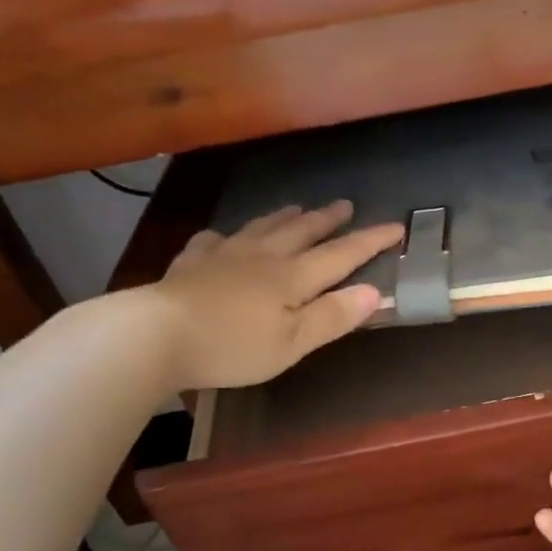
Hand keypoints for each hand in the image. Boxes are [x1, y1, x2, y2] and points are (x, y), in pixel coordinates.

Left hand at [146, 201, 403, 389]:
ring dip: (284, 218)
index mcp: (292, 278)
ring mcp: (223, 256)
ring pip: (261, 228)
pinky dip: (225, 236)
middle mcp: (262, 258)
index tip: (396, 226)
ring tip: (297, 207)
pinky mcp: (190, 264)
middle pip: (301, 232)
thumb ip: (332, 316)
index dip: (370, 241)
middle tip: (345, 205)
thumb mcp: (292, 343)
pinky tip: (222, 237)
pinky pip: (213, 241)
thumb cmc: (233, 346)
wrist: (155, 335)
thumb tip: (375, 292)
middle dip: (327, 220)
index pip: (341, 255)